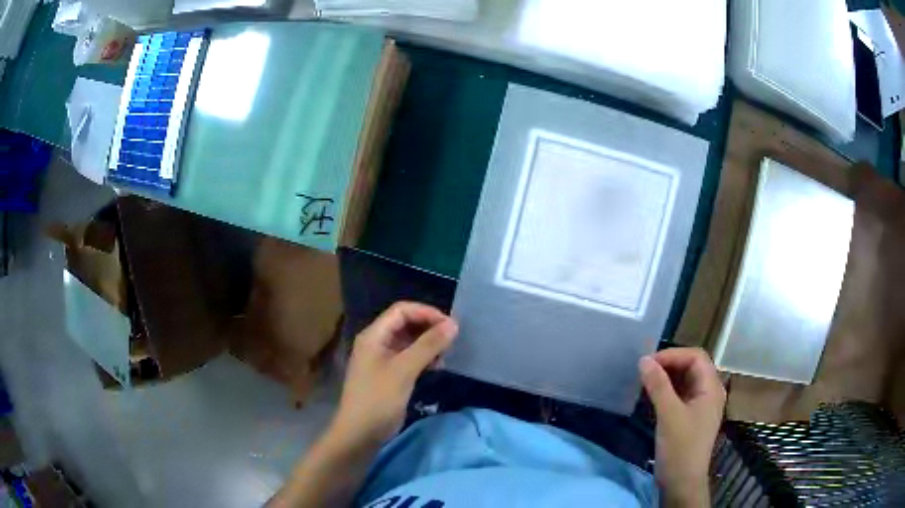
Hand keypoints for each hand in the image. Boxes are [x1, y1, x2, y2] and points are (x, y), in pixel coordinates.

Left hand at [330, 302, 457, 447]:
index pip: (401, 310)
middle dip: (429, 328)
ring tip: (446, 354)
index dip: (426, 313)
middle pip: (405, 324)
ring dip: (428, 344)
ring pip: (408, 341)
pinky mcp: (389, 375)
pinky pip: (408, 357)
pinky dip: (423, 358)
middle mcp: (376, 342)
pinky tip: (436, 367)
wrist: (360, 433)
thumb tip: (453, 324)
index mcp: (374, 335)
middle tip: (451, 339)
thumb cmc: (378, 399)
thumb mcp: (404, 370)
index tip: (449, 325)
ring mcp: (382, 359)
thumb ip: (428, 345)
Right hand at [639, 348, 725, 506]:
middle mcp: (709, 391)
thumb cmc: (680, 448)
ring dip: (666, 377)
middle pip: (691, 366)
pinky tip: (651, 396)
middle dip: (669, 364)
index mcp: (711, 387)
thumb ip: (658, 386)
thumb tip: (643, 360)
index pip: (696, 357)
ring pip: (685, 380)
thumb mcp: (669, 415)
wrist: (682, 482)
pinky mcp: (691, 416)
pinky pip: (680, 394)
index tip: (648, 363)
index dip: (673, 355)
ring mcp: (701, 405)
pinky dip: (666, 391)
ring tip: (645, 381)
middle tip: (644, 371)